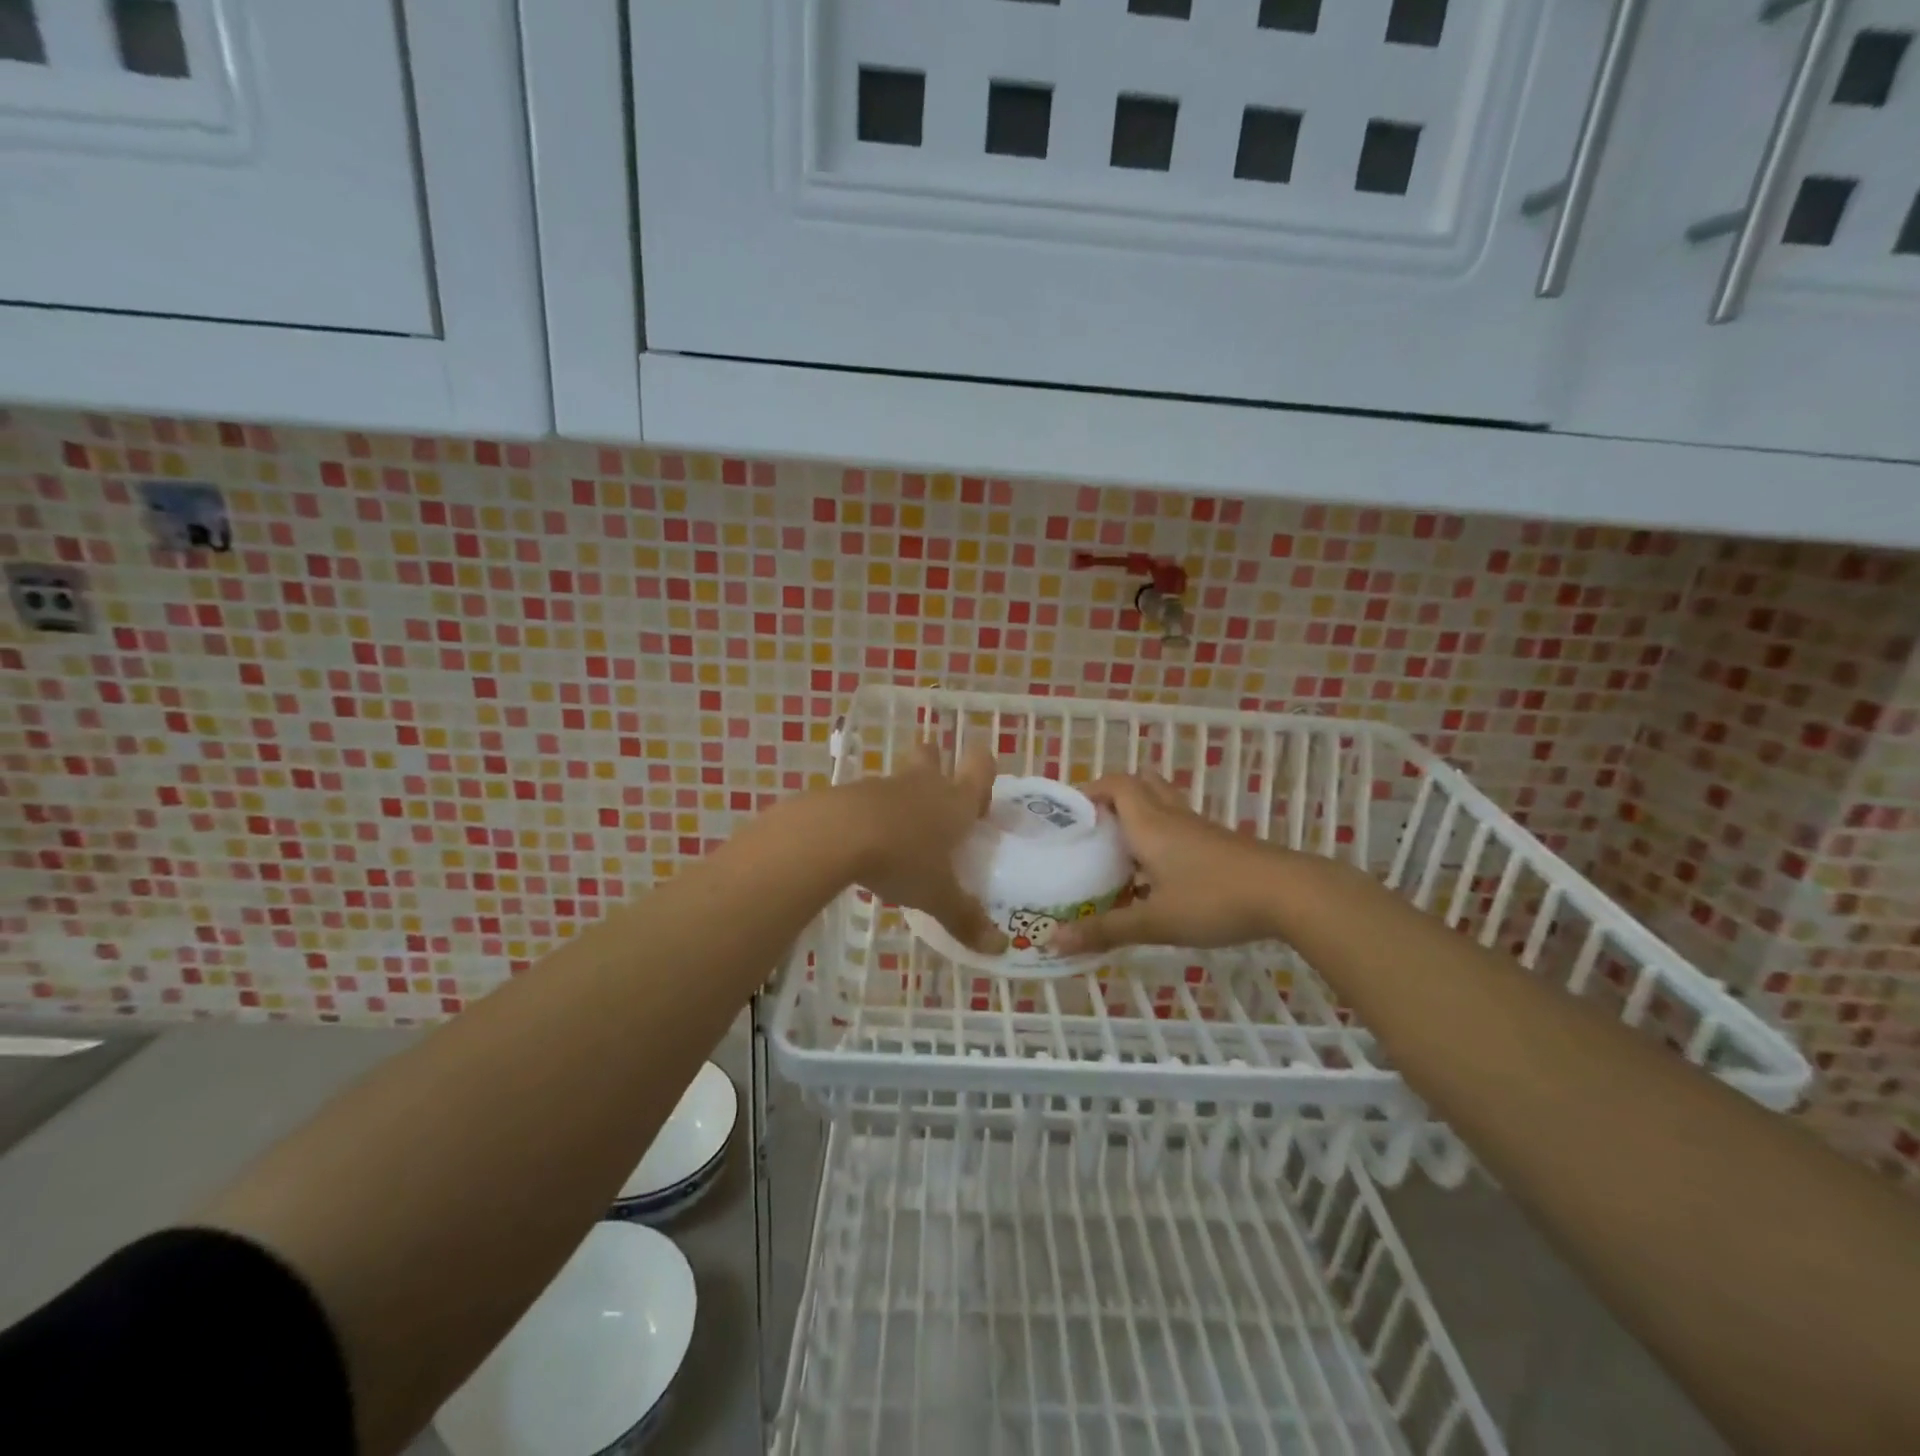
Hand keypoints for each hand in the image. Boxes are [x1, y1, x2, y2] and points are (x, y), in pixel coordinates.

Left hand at [839, 741, 1006, 955]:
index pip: (979, 767)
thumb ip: (965, 918)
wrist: (836, 834)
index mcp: (955, 802)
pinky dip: (873, 814)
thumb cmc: (902, 859)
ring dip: (903, 796)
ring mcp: (885, 786)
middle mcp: (924, 785)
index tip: (980, 788)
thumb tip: (999, 949)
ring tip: (901, 833)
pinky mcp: (852, 794)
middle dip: (936, 764)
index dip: (983, 769)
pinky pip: (870, 799)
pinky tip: (868, 844)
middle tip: (937, 793)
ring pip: (900, 779)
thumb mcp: (937, 895)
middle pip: (932, 756)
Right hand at [1050, 772, 1286, 955]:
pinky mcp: (1219, 843)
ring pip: (1162, 805)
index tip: (1070, 814)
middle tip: (1095, 827)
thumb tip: (1054, 941)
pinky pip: (1180, 826)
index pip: (1116, 784)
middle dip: (1114, 797)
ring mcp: (1199, 828)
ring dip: (1139, 816)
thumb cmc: (1214, 900)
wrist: (1289, 895)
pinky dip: (1161, 836)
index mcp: (1149, 823)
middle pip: (1141, 785)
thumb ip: (1106, 930)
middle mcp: (1171, 816)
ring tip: (1120, 849)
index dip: (1091, 790)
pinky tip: (1158, 874)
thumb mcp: (1155, 921)